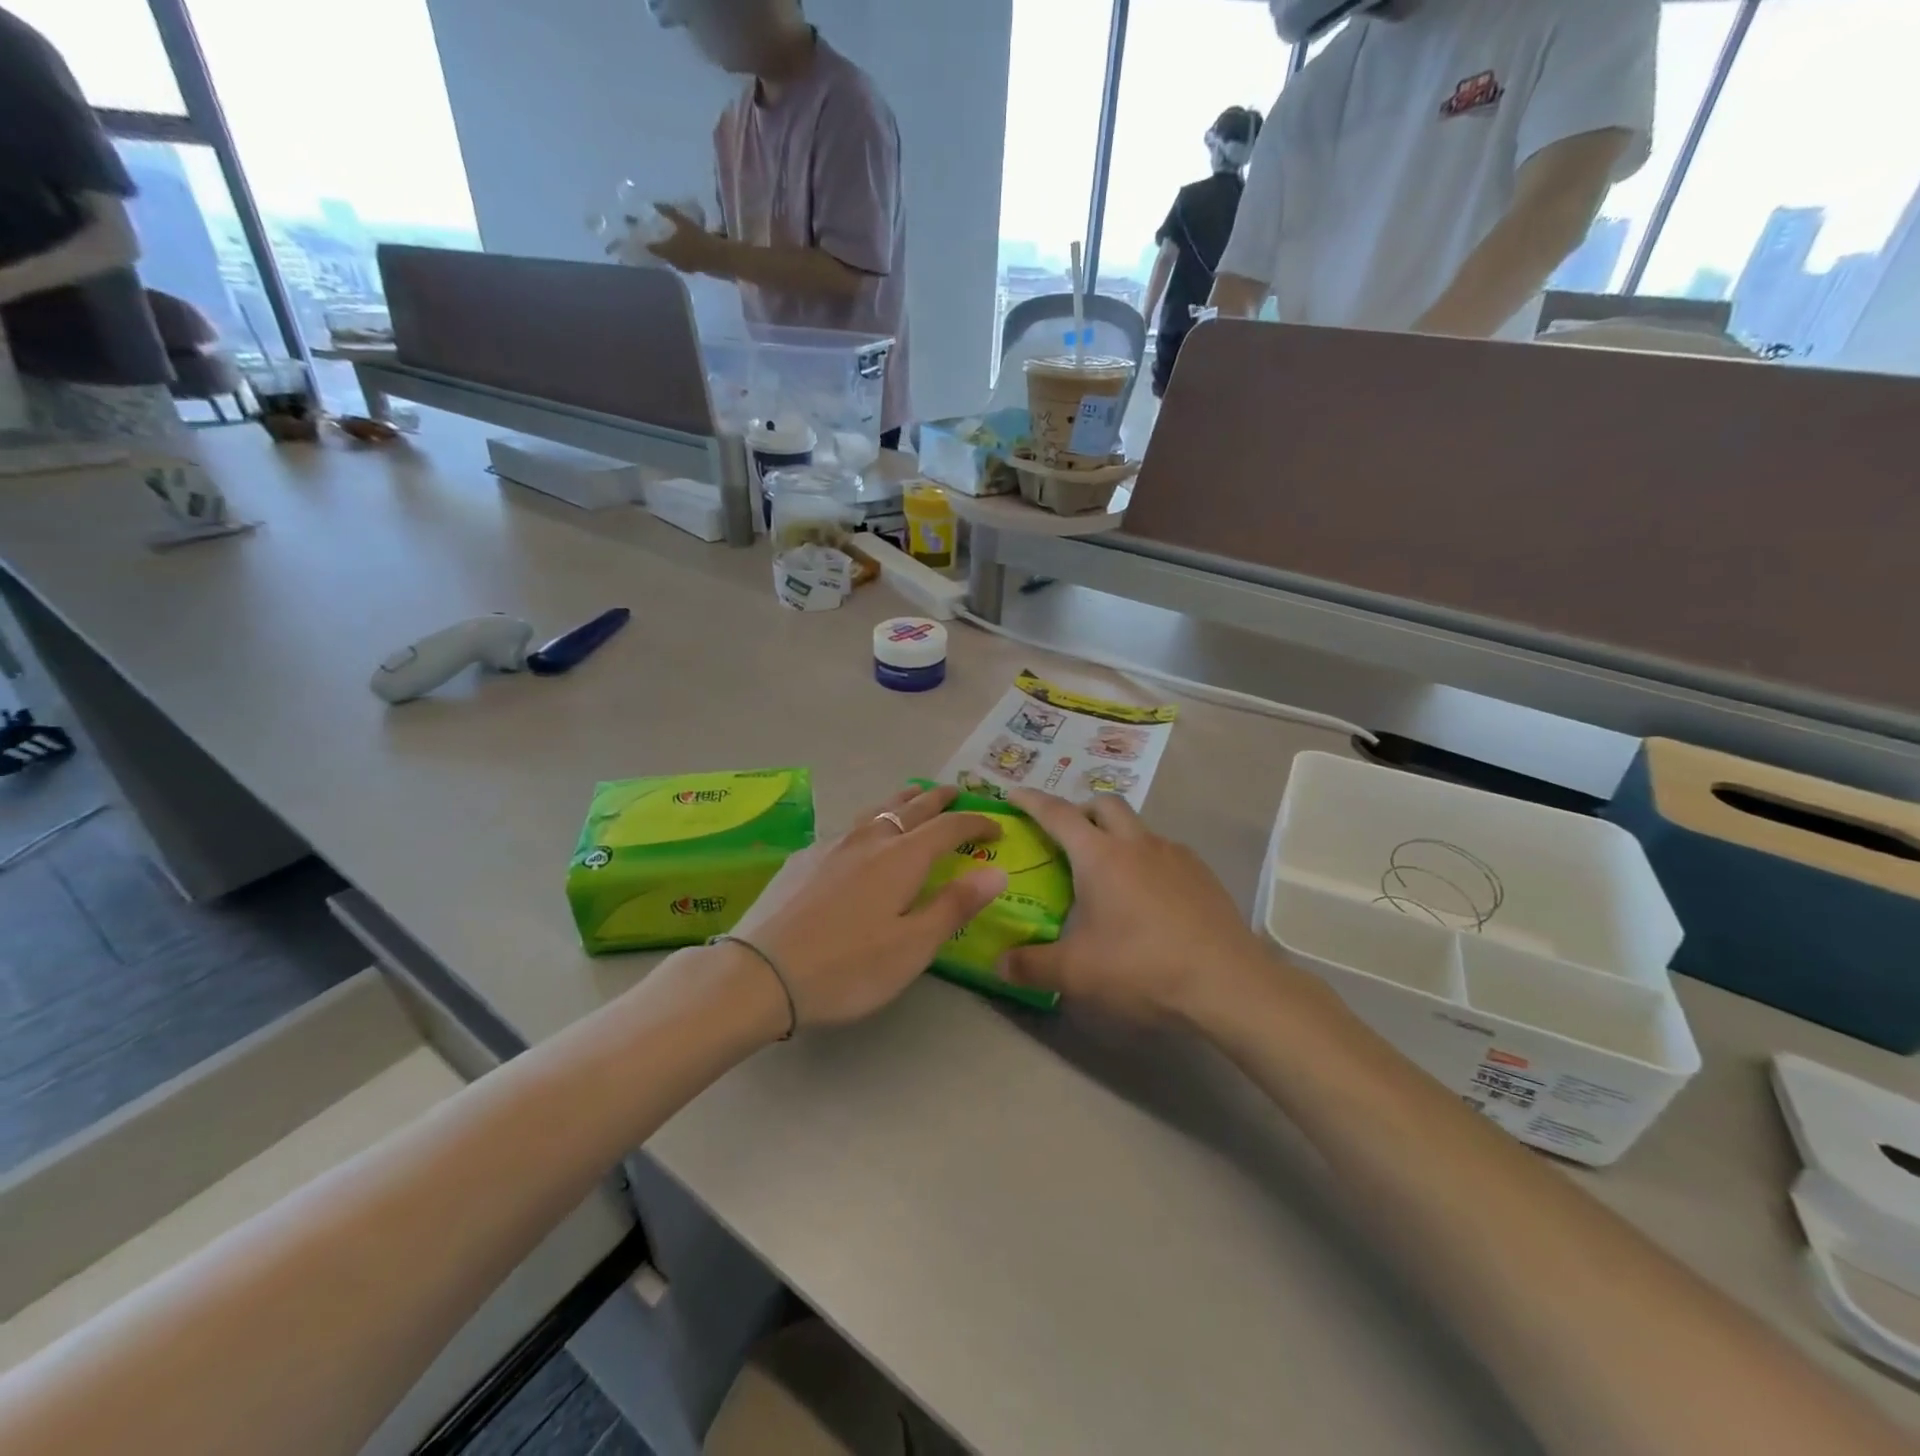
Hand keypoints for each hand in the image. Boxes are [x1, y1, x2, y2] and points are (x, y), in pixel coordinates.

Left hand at [645, 204, 724, 274]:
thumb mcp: (683, 222)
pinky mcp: (693, 269)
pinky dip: (680, 256)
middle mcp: (673, 261)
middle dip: (659, 248)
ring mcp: (683, 267)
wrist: (718, 256)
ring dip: (671, 253)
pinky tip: (683, 251)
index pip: (652, 248)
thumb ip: (669, 213)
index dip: (647, 242)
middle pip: (662, 255)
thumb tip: (656, 204)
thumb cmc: (698, 239)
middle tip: (656, 239)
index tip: (642, 237)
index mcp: (667, 251)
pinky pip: (682, 262)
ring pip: (673, 260)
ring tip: (670, 245)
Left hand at [728, 784, 1006, 1028]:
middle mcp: (868, 840)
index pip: (948, 827)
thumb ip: (955, 905)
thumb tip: (996, 870)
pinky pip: (848, 827)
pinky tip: (860, 836)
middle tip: (954, 792)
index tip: (996, 824)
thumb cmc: (846, 967)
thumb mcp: (912, 947)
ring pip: (875, 811)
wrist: (759, 973)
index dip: (976, 821)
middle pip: (910, 808)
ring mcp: (831, 845)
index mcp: (901, 859)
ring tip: (912, 796)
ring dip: (901, 801)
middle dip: (937, 799)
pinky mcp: (803, 858)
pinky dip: (869, 821)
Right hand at [1000, 789, 1276, 1023]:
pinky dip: (1146, 860)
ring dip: (1116, 836)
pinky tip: (1148, 898)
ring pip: (1137, 827)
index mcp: (1099, 856)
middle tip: (1066, 837)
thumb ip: (1031, 966)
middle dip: (1081, 810)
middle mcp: (1136, 843)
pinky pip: (1164, 852)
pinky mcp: (1202, 873)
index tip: (1013, 793)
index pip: (1058, 814)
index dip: (1032, 801)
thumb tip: (999, 964)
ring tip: (1109, 875)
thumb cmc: (1141, 968)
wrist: (1226, 982)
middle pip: (1104, 804)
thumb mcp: (1076, 973)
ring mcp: (1174, 855)